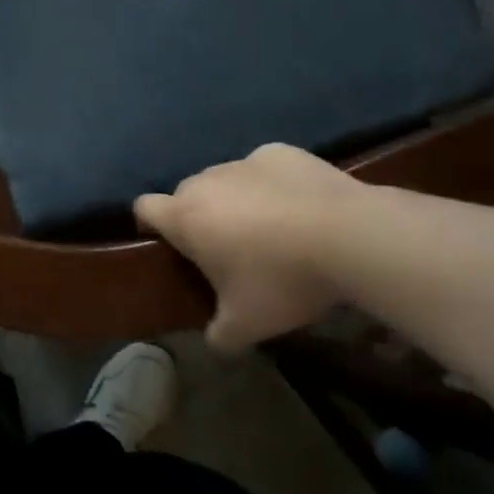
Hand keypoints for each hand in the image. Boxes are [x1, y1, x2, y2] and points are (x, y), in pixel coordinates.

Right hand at [134, 143, 364, 351]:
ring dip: (235, 200)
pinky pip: (263, 168)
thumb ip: (219, 335)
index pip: (144, 208)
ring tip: (271, 229)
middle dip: (198, 218)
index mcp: (186, 217)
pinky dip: (272, 184)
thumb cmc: (282, 280)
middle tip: (227, 250)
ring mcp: (244, 161)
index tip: (167, 246)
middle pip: (186, 194)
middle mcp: (206, 181)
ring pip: (226, 180)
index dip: (149, 225)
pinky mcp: (281, 152)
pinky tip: (300, 207)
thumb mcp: (247, 325)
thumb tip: (214, 340)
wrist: (349, 236)